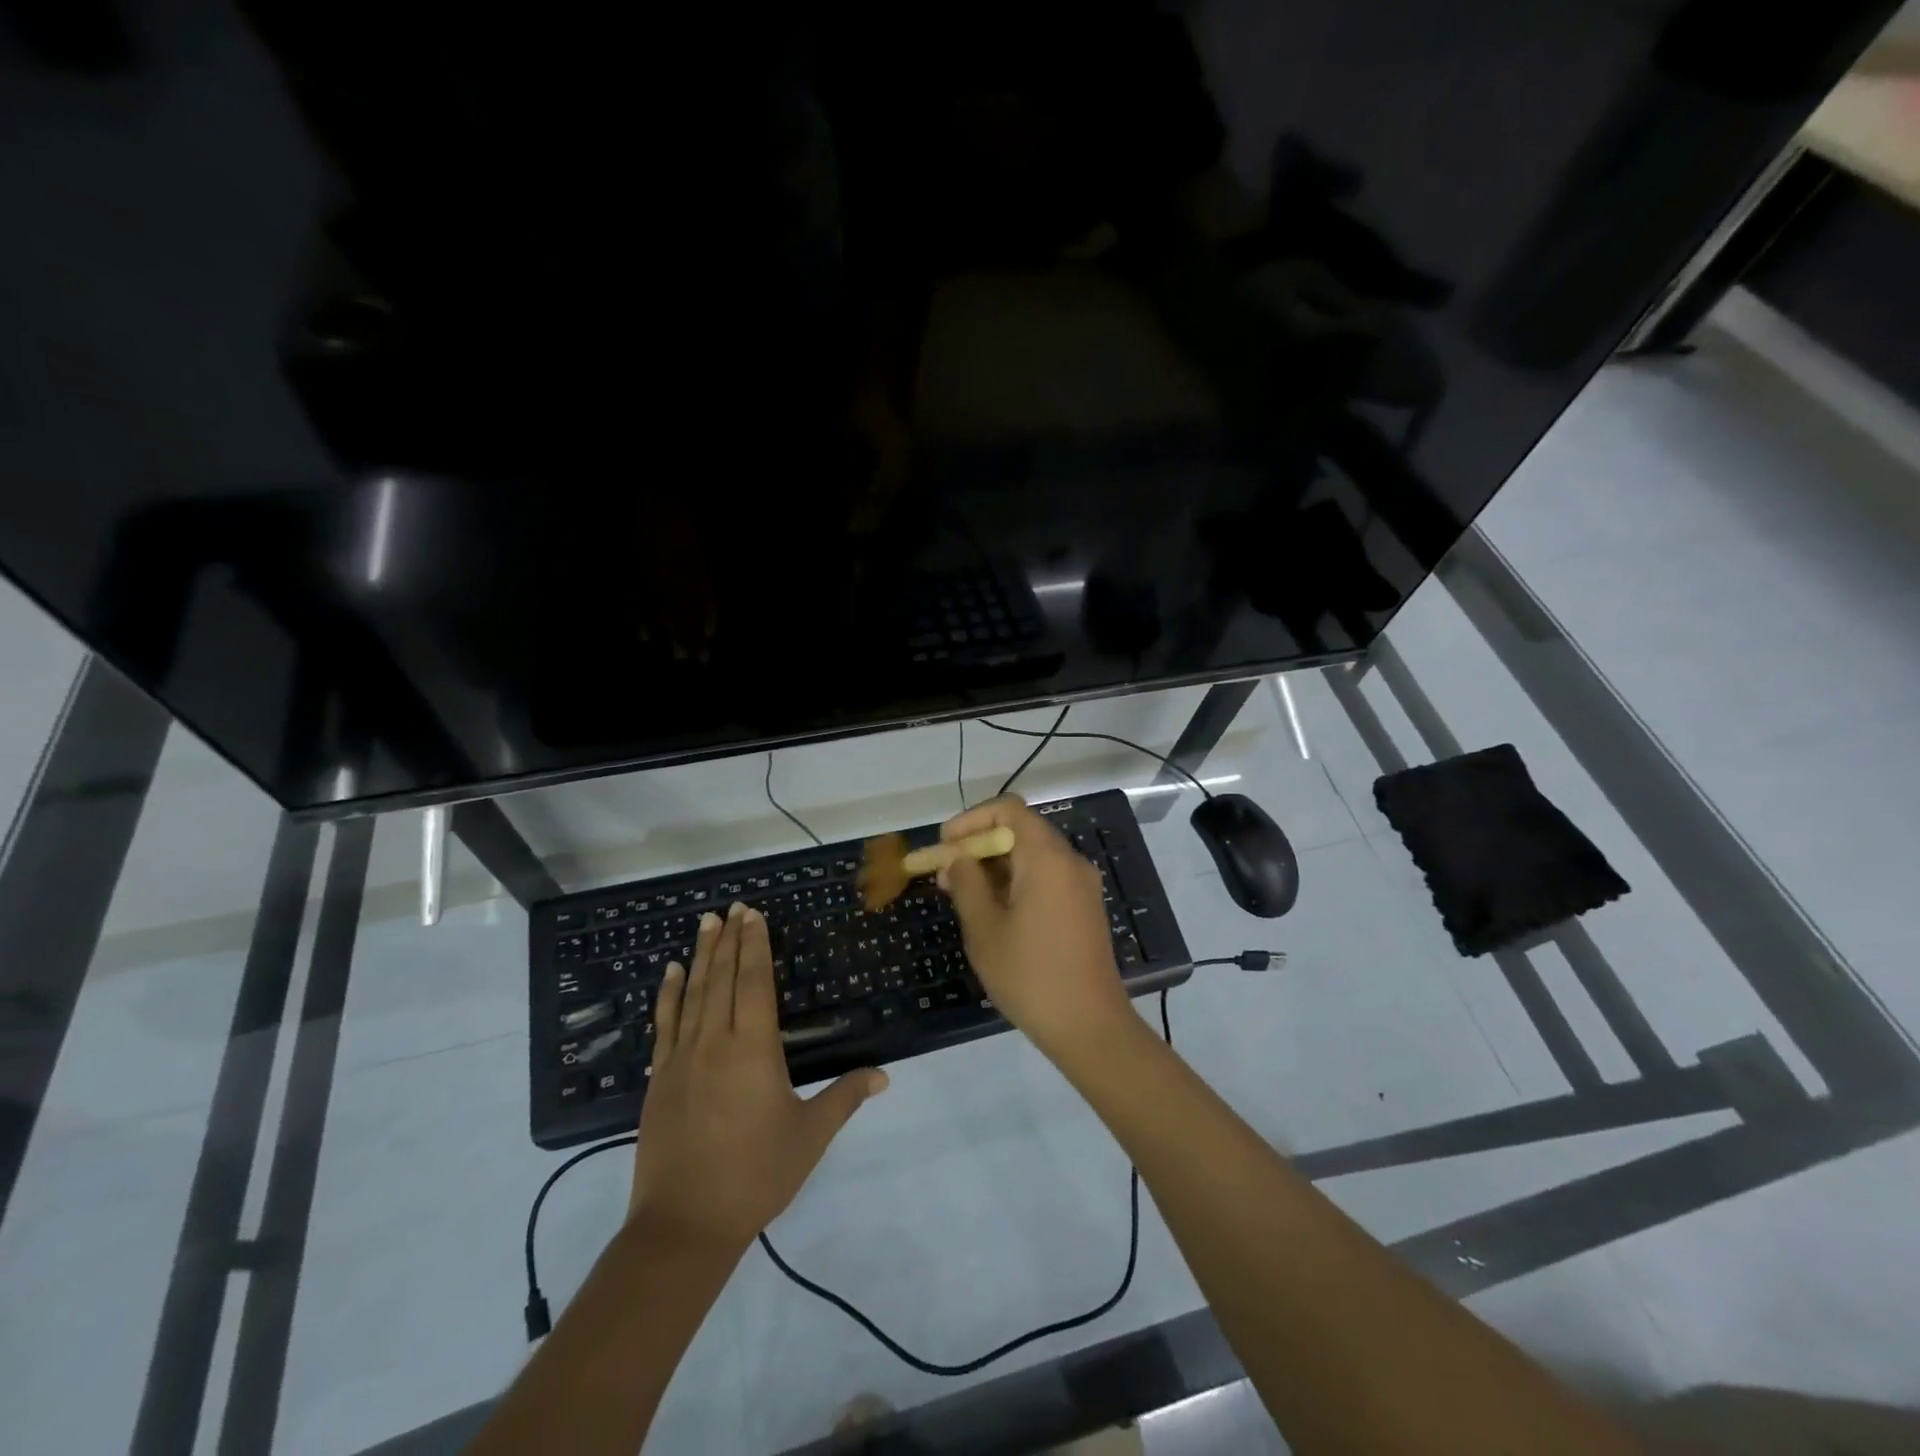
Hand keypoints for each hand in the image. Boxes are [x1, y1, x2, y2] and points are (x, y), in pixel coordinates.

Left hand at [629, 902, 886, 1256]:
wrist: (684, 1225)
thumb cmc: (755, 1176)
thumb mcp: (809, 1136)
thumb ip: (845, 1097)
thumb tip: (884, 1075)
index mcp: (753, 1048)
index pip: (754, 981)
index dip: (754, 945)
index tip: (753, 914)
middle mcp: (714, 1042)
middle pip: (722, 978)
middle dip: (729, 940)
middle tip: (732, 908)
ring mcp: (681, 1059)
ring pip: (693, 993)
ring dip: (701, 956)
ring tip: (705, 923)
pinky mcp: (658, 1079)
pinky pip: (665, 1024)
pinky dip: (668, 994)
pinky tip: (670, 973)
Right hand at [938, 795, 1133, 1059]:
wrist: (1090, 1027)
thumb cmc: (1031, 975)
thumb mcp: (985, 929)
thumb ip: (966, 884)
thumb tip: (956, 857)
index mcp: (1048, 858)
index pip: (1008, 810)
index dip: (971, 819)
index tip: (944, 844)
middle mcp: (1070, 861)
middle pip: (1020, 831)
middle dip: (978, 846)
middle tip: (944, 874)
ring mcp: (1081, 886)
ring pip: (1031, 857)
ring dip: (994, 867)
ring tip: (960, 895)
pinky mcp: (1084, 908)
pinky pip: (1045, 878)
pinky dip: (1015, 883)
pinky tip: (991, 911)